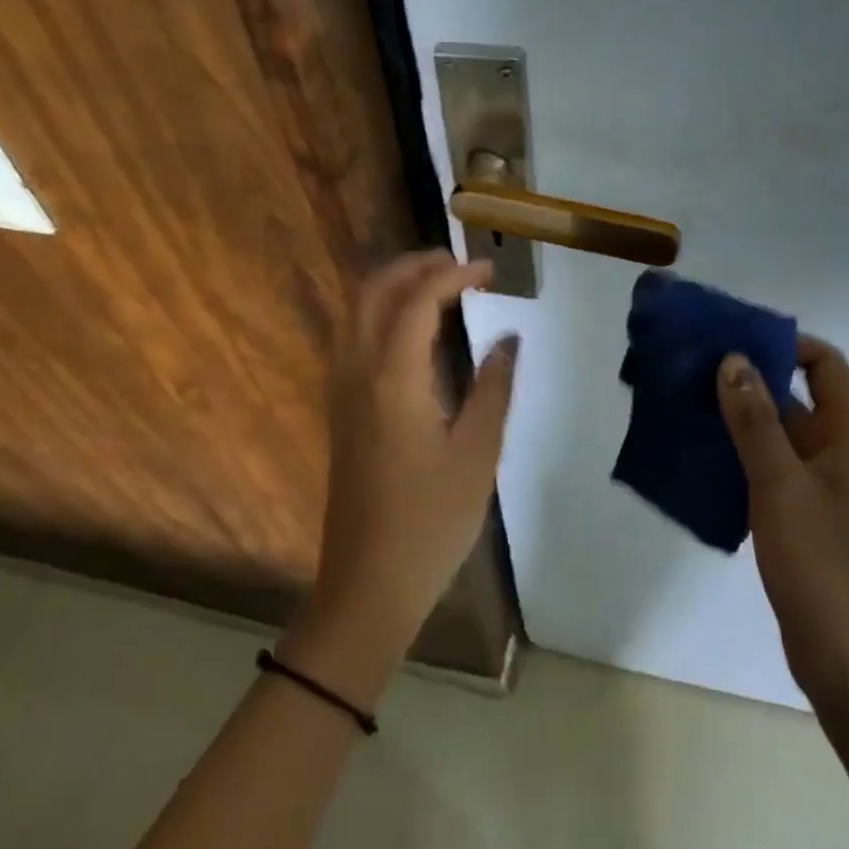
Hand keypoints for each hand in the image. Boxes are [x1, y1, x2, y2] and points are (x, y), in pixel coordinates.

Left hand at [287, 251, 517, 690]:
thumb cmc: (431, 521)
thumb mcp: (478, 452)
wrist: (368, 584)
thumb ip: (493, 386)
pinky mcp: (340, 410)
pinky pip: (352, 337)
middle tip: (458, 264)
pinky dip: (380, 313)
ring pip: (355, 312)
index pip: (418, 300)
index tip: (489, 270)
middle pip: (372, 291)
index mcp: (392, 377)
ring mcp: (341, 391)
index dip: (454, 275)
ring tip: (440, 286)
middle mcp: (356, 371)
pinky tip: (412, 330)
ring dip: (393, 286)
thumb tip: (508, 339)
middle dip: (413, 266)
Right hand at [717, 336, 848, 717]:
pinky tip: (704, 460)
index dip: (786, 344)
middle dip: (751, 380)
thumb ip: (756, 420)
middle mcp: (845, 455)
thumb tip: (734, 360)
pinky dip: (744, 457)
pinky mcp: (810, 519)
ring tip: (689, 407)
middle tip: (696, 370)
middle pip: (800, 398)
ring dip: (742, 420)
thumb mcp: (780, 486)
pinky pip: (775, 470)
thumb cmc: (821, 566)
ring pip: (783, 436)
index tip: (735, 341)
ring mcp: (828, 490)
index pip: (826, 365)